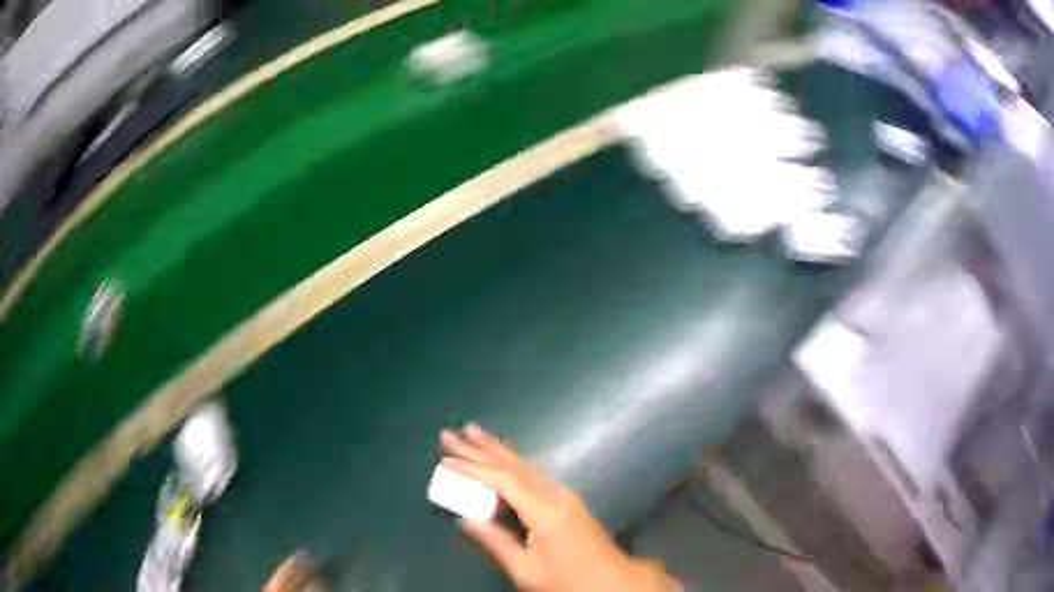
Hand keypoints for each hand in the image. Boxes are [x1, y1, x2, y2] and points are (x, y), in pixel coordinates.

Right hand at [440, 424, 680, 591]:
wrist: (614, 582)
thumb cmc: (569, 581)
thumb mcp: (527, 571)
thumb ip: (496, 542)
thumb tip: (465, 519)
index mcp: (546, 512)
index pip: (504, 481)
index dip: (473, 469)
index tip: (445, 459)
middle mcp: (556, 495)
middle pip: (513, 466)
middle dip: (479, 448)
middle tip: (450, 433)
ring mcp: (565, 495)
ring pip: (525, 465)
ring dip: (496, 449)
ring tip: (472, 431)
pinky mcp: (567, 501)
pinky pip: (534, 474)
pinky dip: (512, 462)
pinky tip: (502, 456)